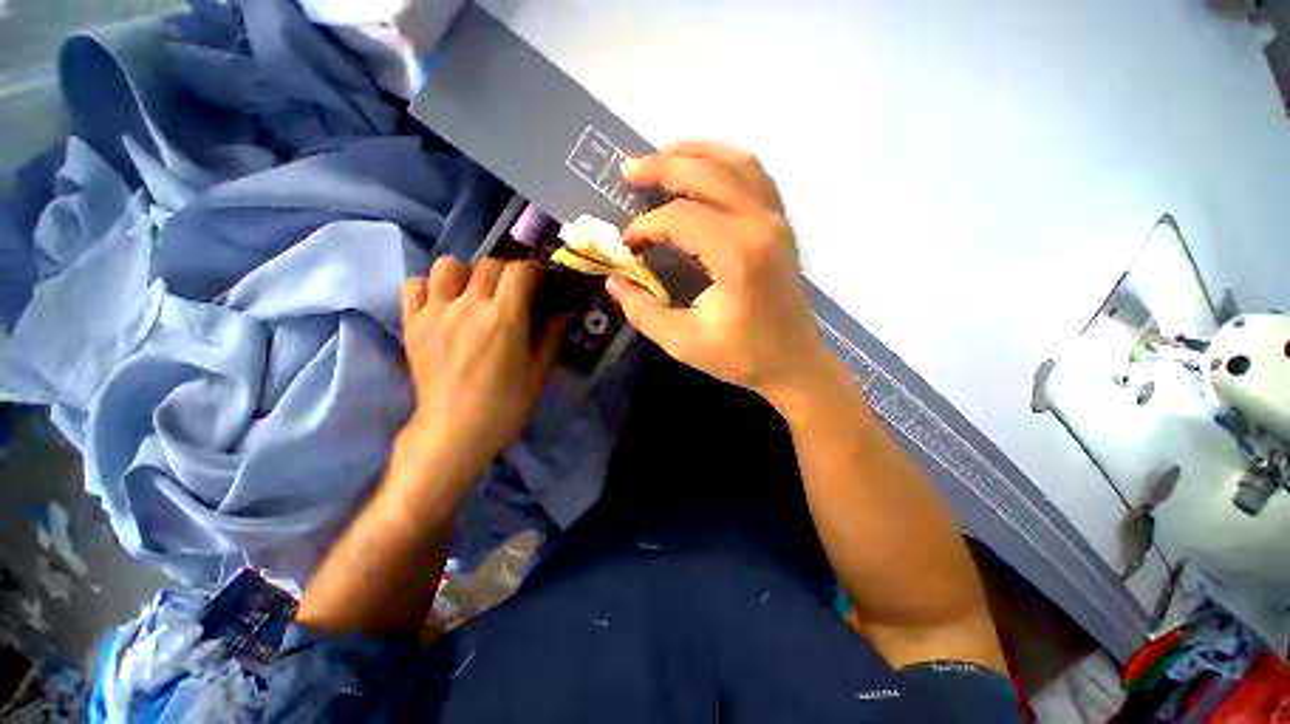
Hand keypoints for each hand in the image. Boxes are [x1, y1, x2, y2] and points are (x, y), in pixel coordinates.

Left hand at [397, 257, 561, 491]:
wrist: (454, 431)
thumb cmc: (505, 405)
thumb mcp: (539, 373)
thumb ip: (551, 337)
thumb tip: (559, 313)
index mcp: (504, 318)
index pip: (520, 271)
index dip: (533, 271)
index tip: (539, 282)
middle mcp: (469, 306)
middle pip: (488, 264)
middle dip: (507, 272)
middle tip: (513, 291)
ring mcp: (435, 312)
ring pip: (448, 265)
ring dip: (467, 273)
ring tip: (474, 292)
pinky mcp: (412, 324)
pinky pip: (414, 285)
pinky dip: (430, 286)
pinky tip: (443, 302)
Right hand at [608, 141, 830, 403]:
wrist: (794, 363)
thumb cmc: (742, 356)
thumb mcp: (683, 342)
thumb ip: (643, 310)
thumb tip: (614, 281)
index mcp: (737, 255)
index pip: (679, 217)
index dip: (646, 226)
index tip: (628, 247)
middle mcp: (760, 225)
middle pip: (707, 173)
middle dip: (662, 167)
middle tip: (628, 170)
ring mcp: (776, 220)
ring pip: (735, 163)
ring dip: (695, 153)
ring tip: (662, 156)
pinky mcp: (780, 225)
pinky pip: (754, 176)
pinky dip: (725, 163)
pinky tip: (704, 169)